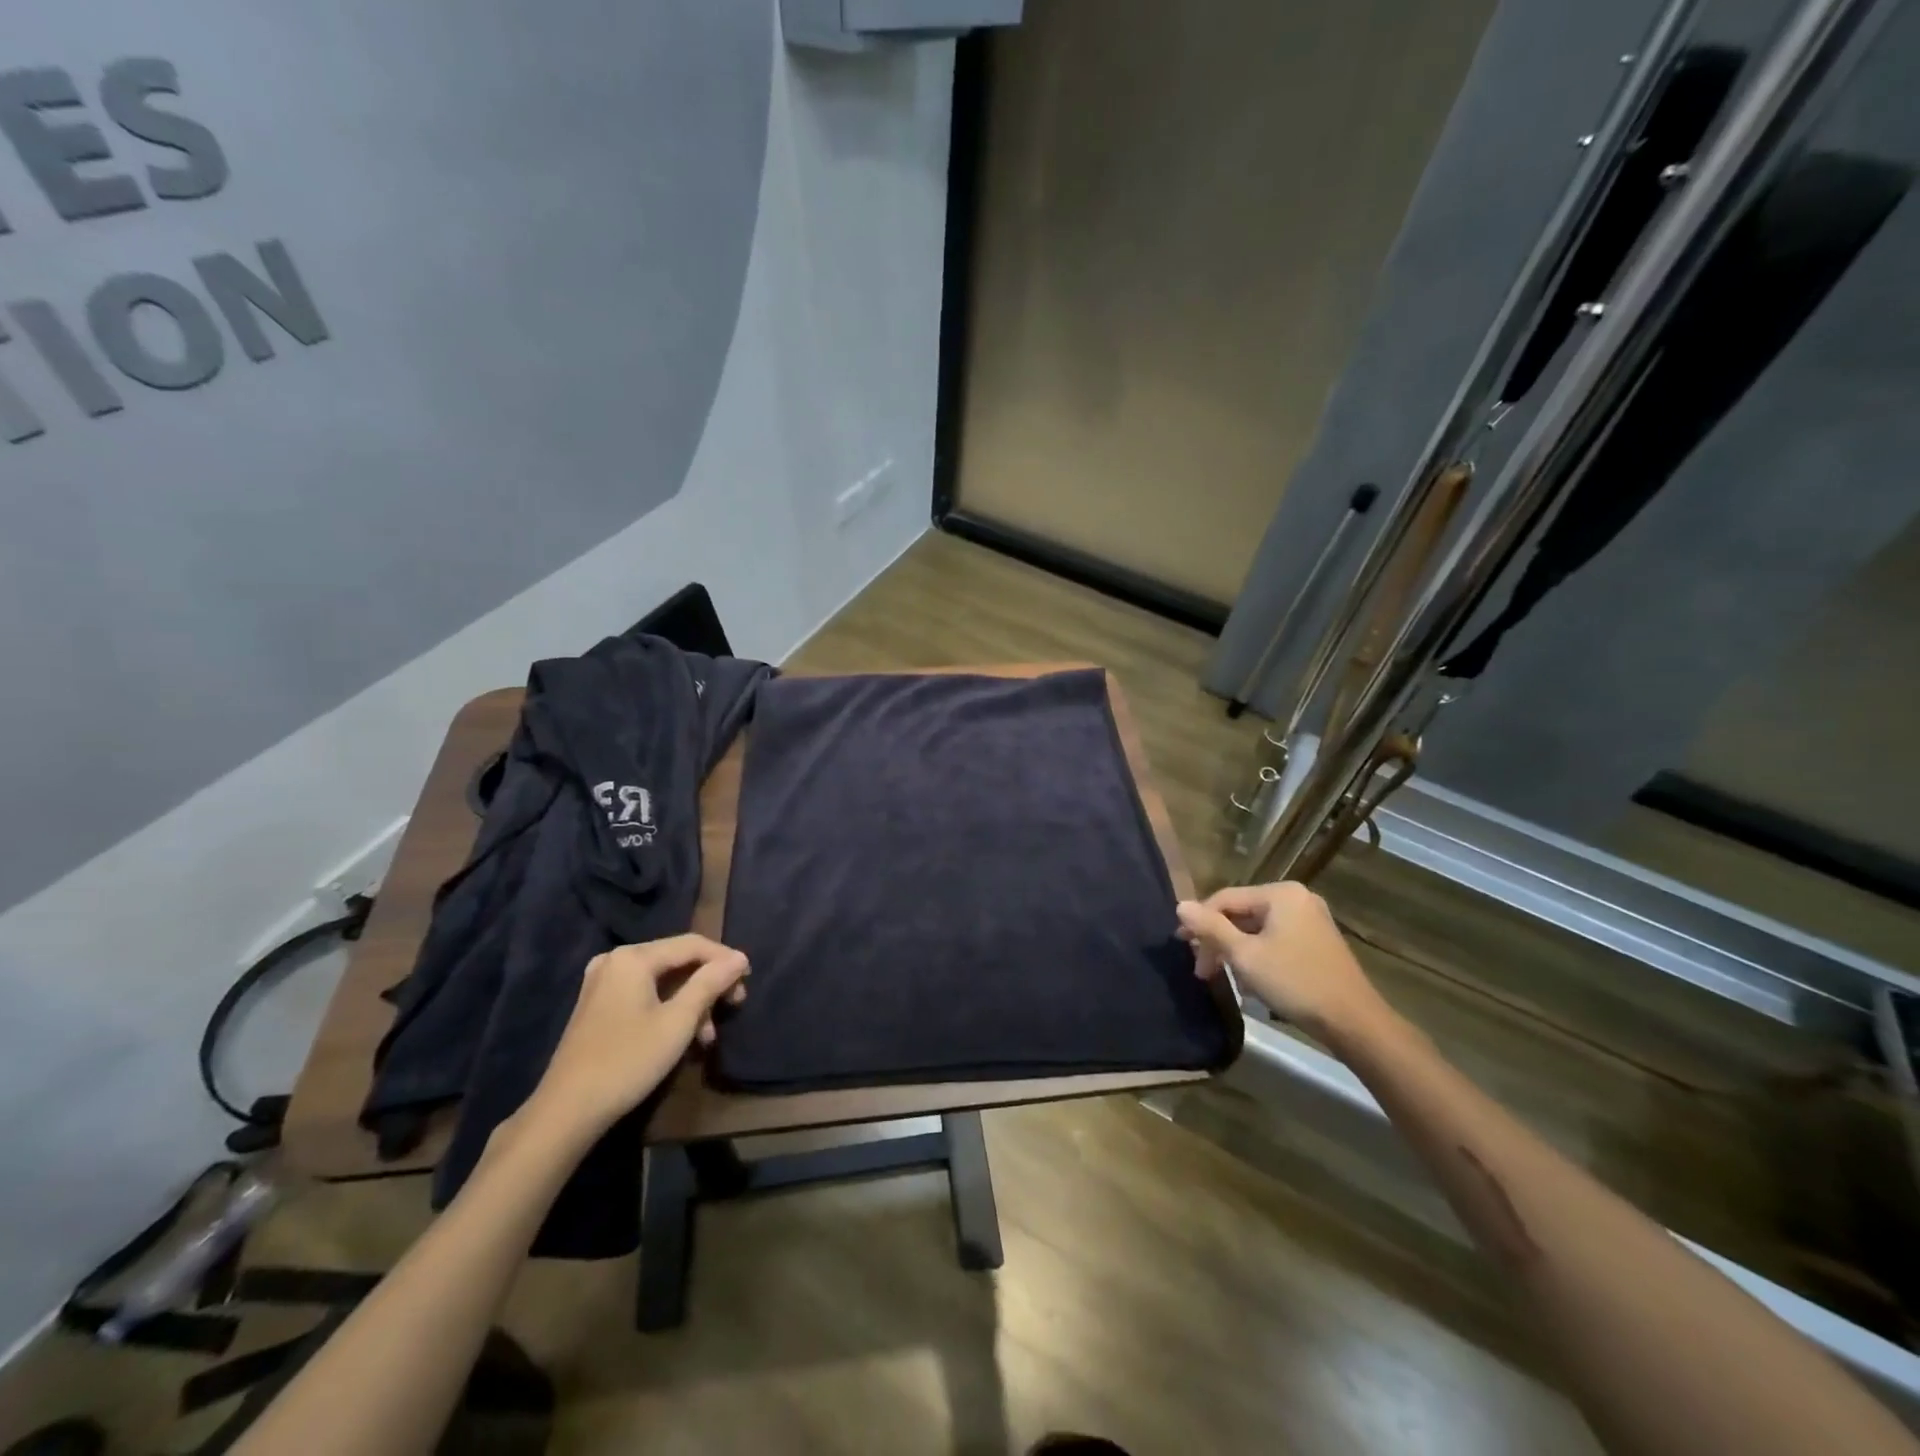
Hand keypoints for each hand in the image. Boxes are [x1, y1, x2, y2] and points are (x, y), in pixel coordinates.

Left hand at [523, 934, 748, 1142]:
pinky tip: (684, 1035)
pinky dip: (669, 1008)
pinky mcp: (598, 1005)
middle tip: (735, 1004)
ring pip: (663, 980)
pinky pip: (645, 993)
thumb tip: (739, 957)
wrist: (566, 1111)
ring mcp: (603, 983)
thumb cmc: (628, 1061)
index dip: (725, 958)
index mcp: (633, 957)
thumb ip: (710, 983)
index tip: (749, 979)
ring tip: (709, 1034)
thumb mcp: (678, 1021)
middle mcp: (616, 960)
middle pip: (677, 960)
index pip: (692, 944)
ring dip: (691, 1001)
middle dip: (709, 982)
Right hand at [1177, 881, 1389, 1047]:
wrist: (1354, 1022)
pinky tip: (1250, 982)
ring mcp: (1310, 920)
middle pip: (1241, 914)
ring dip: (1236, 952)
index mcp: (1280, 894)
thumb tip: (1180, 905)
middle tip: (1202, 971)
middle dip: (1218, 941)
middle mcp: (1296, 899)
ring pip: (1257, 929)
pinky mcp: (1317, 942)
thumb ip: (1210, 928)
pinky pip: (1275, 940)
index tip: (1182, 947)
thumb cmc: (1295, 983)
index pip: (1225, 898)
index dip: (1199, 921)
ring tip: (1224, 979)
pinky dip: (1257, 956)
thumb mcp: (1245, 956)